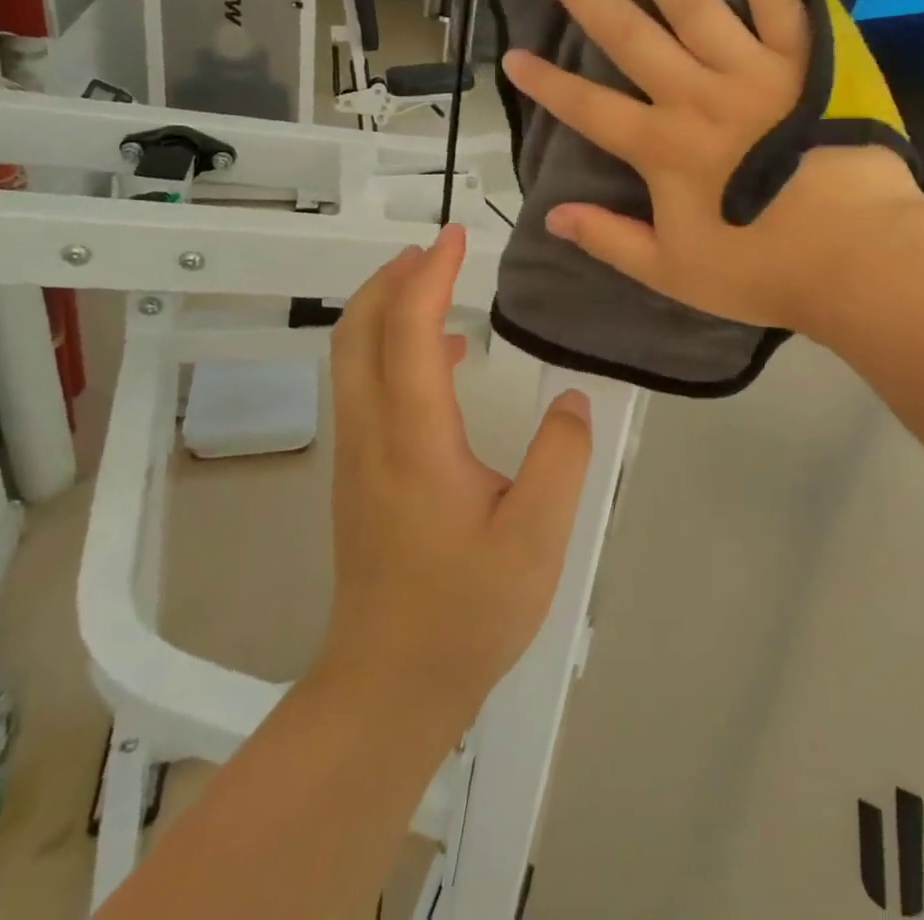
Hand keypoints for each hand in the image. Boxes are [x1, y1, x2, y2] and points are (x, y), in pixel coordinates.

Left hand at [320, 224, 592, 729]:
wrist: (389, 686)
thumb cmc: (465, 611)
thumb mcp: (536, 537)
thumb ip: (560, 458)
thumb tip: (571, 400)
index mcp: (413, 439)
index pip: (406, 331)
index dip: (429, 275)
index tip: (456, 237)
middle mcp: (371, 435)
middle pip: (357, 331)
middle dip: (391, 278)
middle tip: (437, 250)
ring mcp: (356, 455)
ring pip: (352, 357)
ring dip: (384, 308)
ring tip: (434, 285)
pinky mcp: (359, 475)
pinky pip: (364, 386)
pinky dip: (389, 347)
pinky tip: (440, 360)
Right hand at [501, 0, 923, 336]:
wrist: (859, 256)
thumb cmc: (764, 269)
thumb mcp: (673, 272)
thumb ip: (610, 240)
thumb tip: (552, 215)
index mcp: (662, 147)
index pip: (588, 107)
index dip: (546, 83)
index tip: (511, 54)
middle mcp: (695, 94)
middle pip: (627, 33)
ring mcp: (750, 69)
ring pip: (688, 1)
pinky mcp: (802, 57)